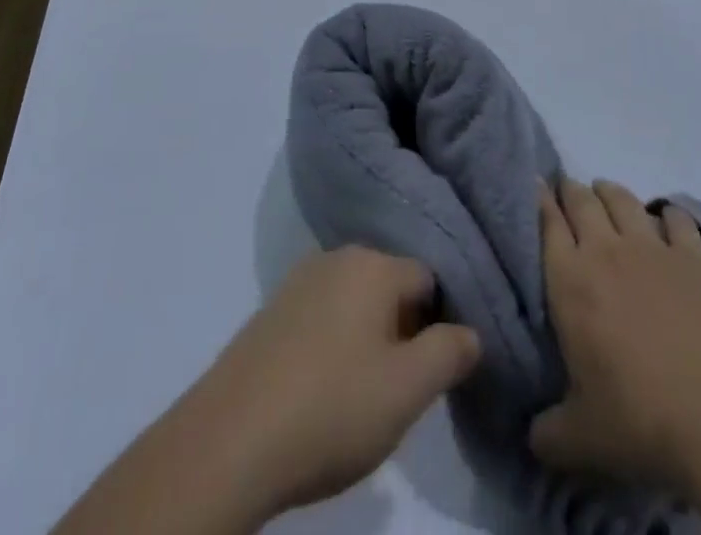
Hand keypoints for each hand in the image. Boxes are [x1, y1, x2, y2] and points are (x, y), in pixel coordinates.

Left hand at [181, 248, 481, 520]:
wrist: (229, 441)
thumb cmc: (330, 408)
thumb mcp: (407, 390)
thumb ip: (449, 353)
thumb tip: (471, 332)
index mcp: (373, 264)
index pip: (429, 279)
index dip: (440, 323)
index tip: (436, 370)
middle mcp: (336, 258)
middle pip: (390, 287)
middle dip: (404, 331)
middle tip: (402, 389)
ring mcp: (298, 282)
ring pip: (355, 303)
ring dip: (368, 340)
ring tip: (363, 396)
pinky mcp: (271, 312)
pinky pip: (321, 318)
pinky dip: (333, 346)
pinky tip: (324, 391)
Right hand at [529, 178, 700, 497]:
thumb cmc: (640, 421)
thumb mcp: (580, 439)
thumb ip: (547, 431)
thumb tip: (531, 434)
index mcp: (569, 280)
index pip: (545, 220)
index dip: (537, 198)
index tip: (533, 186)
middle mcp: (605, 249)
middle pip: (581, 199)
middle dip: (569, 191)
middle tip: (566, 195)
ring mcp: (652, 247)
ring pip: (622, 198)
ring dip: (609, 193)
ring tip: (605, 197)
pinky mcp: (693, 256)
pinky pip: (675, 218)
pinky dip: (666, 215)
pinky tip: (665, 222)